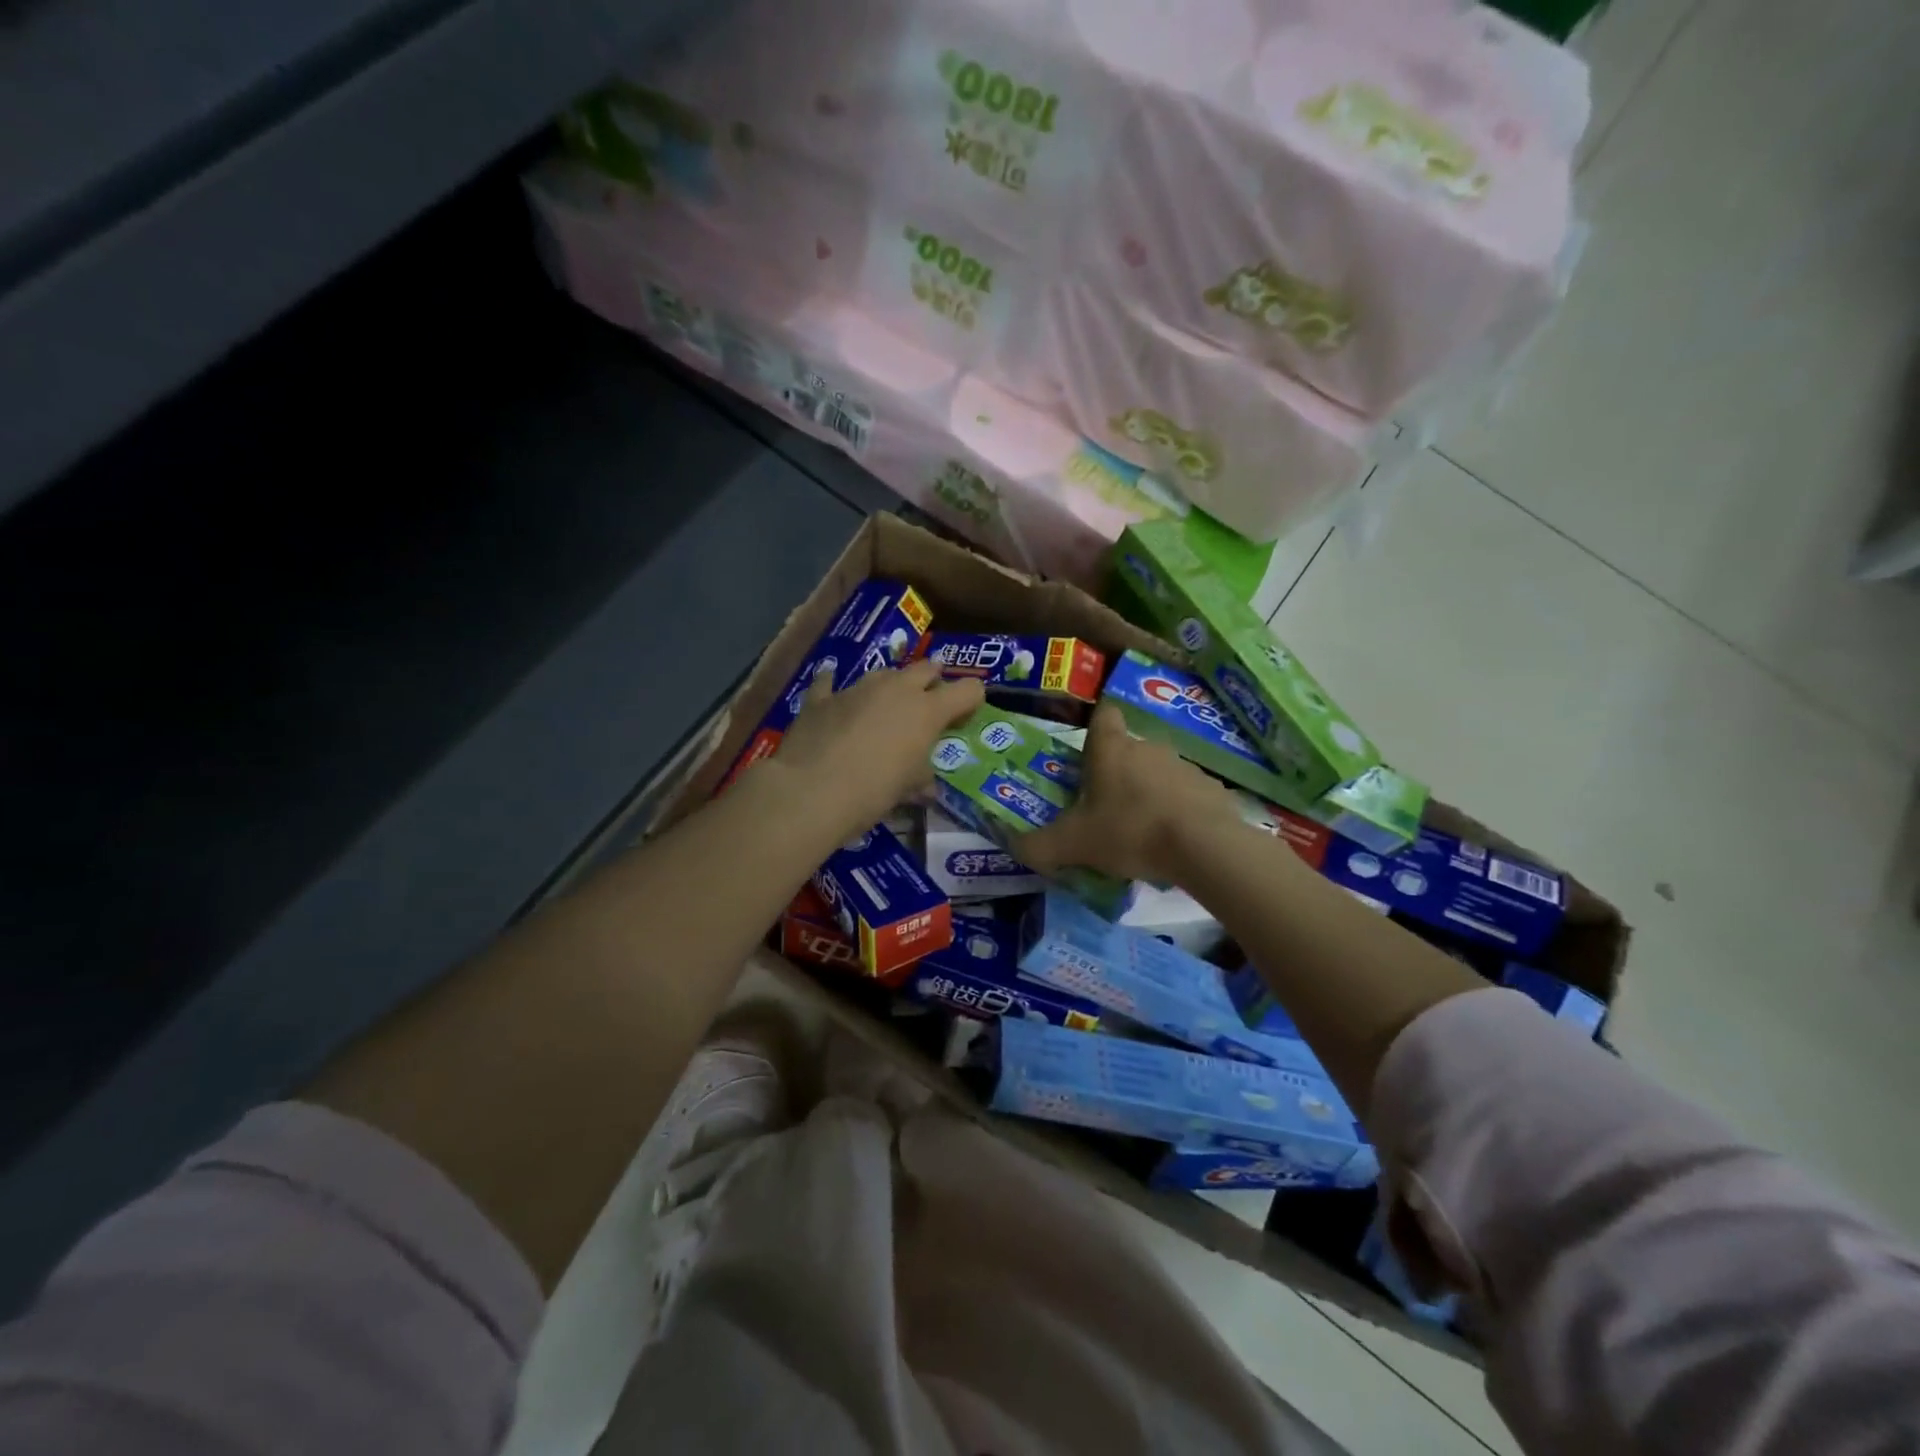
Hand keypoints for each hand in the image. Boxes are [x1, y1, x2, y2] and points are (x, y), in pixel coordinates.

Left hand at [769, 659, 984, 839]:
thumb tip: (927, 787)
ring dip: (890, 686)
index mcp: (927, 710)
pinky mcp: (822, 698)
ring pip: (883, 673)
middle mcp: (896, 689)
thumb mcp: (907, 790)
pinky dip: (835, 686)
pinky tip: (831, 688)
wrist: (811, 790)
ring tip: (885, 707)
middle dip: (932, 682)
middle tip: (929, 703)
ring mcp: (857, 688)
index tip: (964, 718)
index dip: (971, 701)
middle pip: (926, 669)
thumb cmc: (873, 791)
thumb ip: (921, 779)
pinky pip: (831, 682)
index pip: (968, 690)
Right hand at [1015, 703, 1238, 884]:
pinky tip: (1174, 840)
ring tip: (1141, 831)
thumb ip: (1039, 845)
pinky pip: (1187, 795)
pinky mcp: (1212, 788)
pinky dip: (1179, 810)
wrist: (1202, 846)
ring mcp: (1184, 766)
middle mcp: (1148, 747)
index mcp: (1111, 749)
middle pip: (1128, 750)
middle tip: (1105, 809)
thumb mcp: (1073, 844)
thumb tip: (1015, 846)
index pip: (1103, 715)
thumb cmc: (1129, 831)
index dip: (1095, 728)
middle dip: (1117, 774)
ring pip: (1158, 773)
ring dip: (1148, 793)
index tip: (1088, 754)